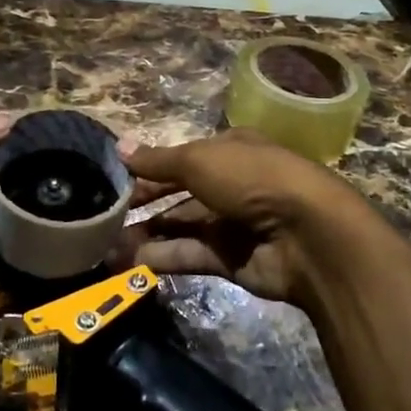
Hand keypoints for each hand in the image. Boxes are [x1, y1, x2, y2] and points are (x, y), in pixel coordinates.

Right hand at [118, 128, 384, 308]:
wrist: (306, 234)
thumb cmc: (251, 179)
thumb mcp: (199, 160)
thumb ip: (158, 160)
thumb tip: (120, 146)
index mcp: (228, 151)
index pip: (181, 159)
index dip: (149, 169)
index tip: (114, 182)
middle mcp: (230, 185)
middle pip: (179, 194)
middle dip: (144, 205)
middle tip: (103, 218)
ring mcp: (232, 224)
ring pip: (181, 227)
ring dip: (146, 235)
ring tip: (106, 246)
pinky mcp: (231, 260)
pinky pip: (190, 256)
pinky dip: (162, 258)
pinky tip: (130, 263)